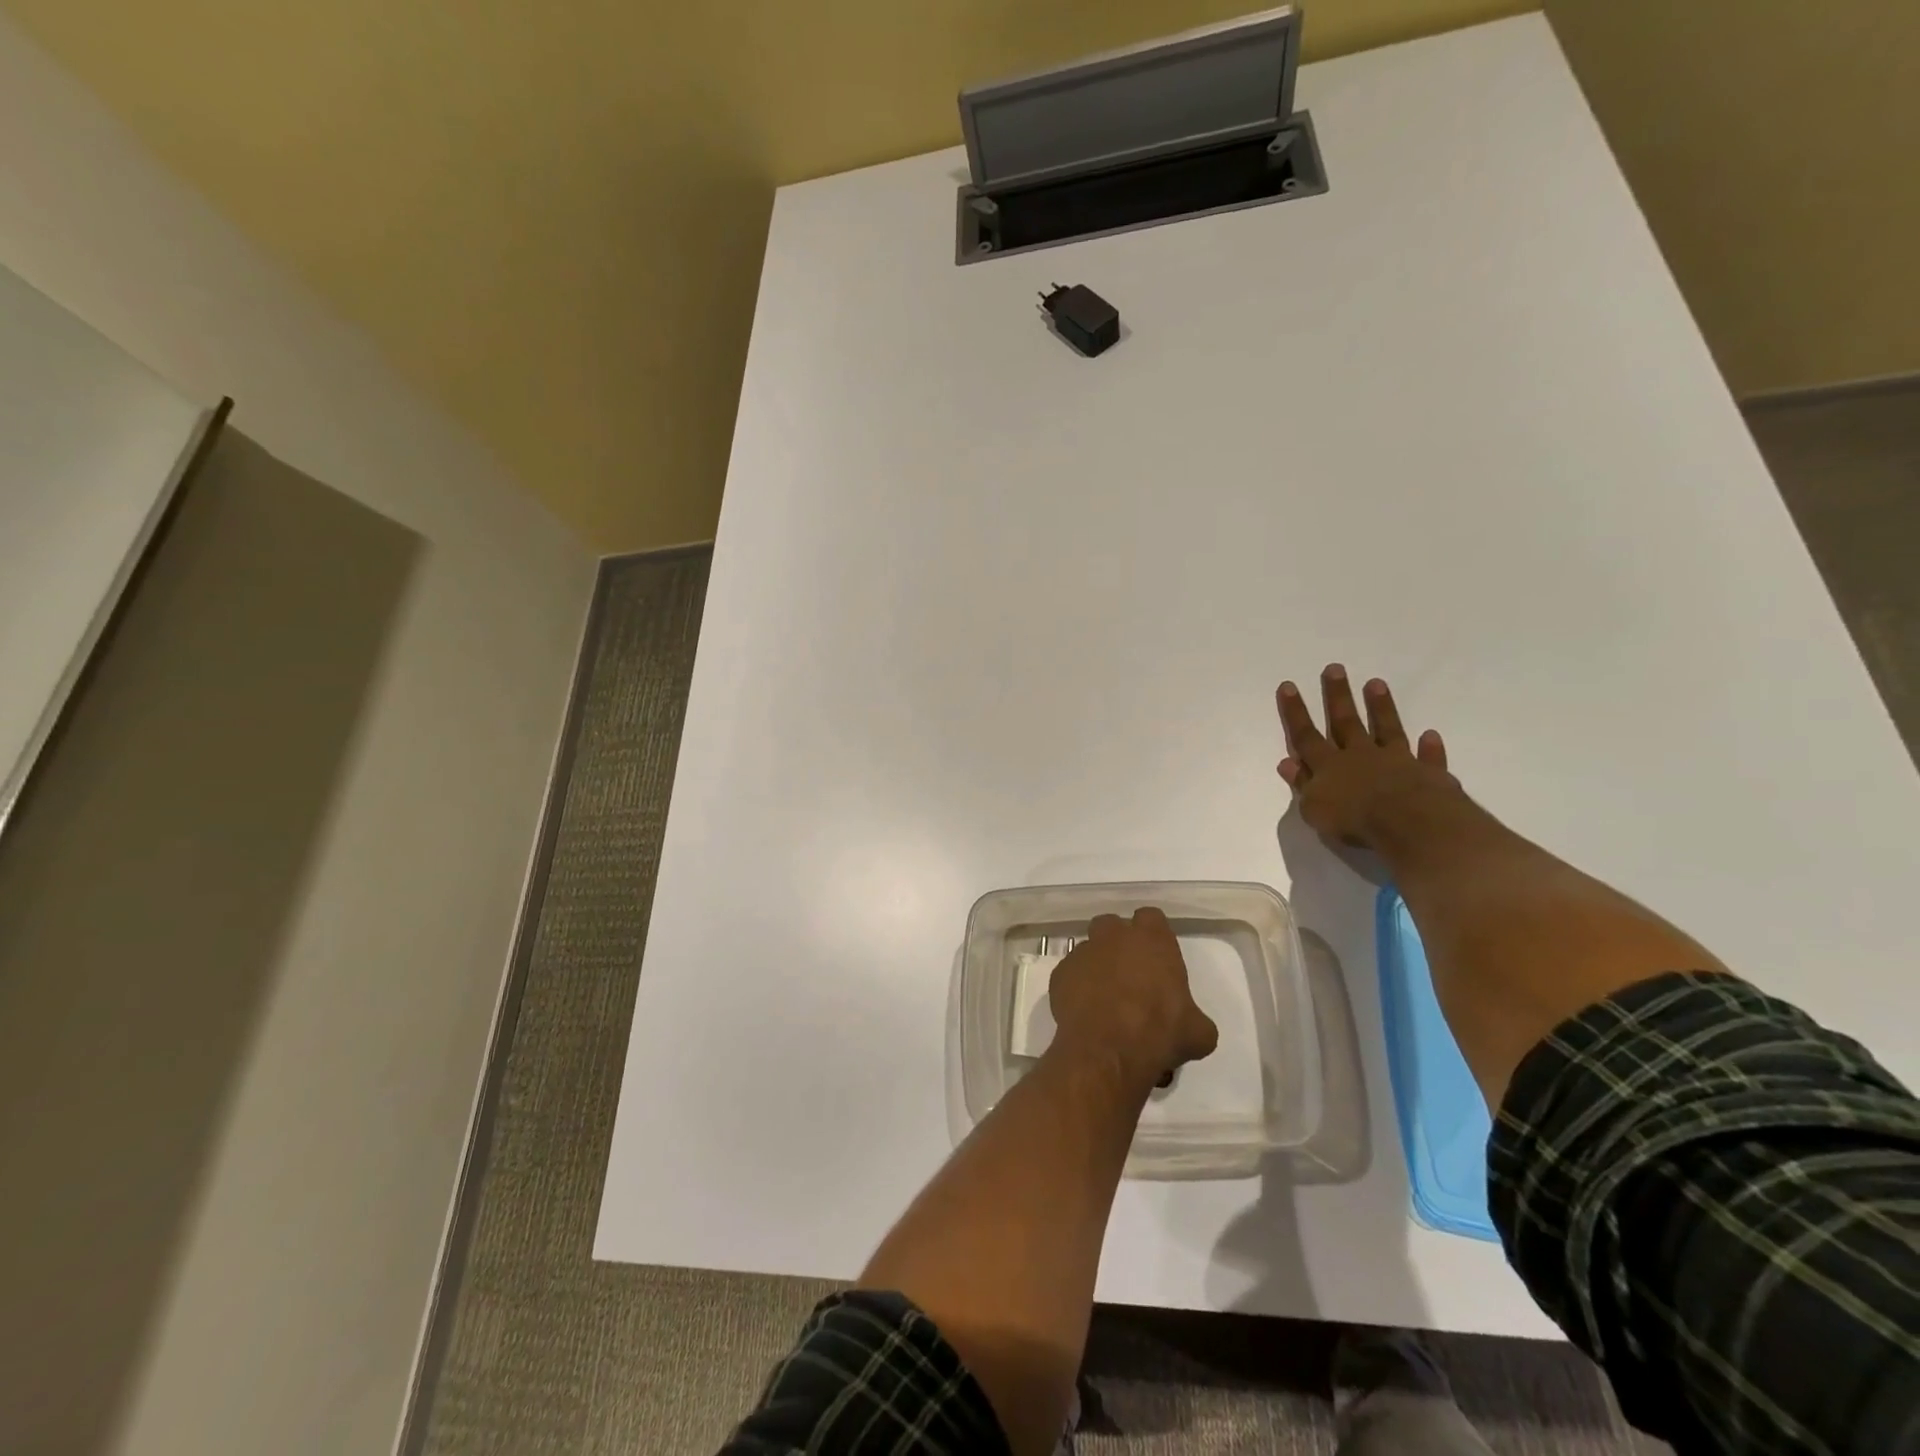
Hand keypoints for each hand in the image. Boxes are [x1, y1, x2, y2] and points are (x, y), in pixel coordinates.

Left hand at [1048, 908, 1218, 1089]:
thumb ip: (1194, 1018)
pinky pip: (1070, 975)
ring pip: (1089, 949)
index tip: (1156, 956)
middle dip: (1118, 942)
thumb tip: (1193, 1027)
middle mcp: (1114, 937)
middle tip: (1129, 973)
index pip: (1151, 918)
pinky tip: (1086, 1013)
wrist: (1108, 1052)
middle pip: (1113, 926)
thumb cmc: (1159, 1033)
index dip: (1153, 934)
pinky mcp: (1060, 974)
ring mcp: (1083, 952)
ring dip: (1097, 966)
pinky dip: (1077, 988)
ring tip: (1105, 998)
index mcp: (1152, 939)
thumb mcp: (1197, 1033)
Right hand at [1276, 664, 1459, 846]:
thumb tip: (1287, 763)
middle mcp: (1359, 756)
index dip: (1295, 712)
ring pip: (1385, 729)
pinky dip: (1428, 748)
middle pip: (1345, 722)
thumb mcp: (1313, 809)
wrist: (1409, 824)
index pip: (1305, 736)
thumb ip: (1301, 784)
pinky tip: (1430, 735)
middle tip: (1335, 668)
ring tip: (1376, 683)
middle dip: (1337, 696)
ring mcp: (1395, 761)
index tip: (1289, 685)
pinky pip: (1427, 758)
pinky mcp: (1427, 773)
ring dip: (1380, 707)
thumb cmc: (1354, 821)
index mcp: (1328, 766)